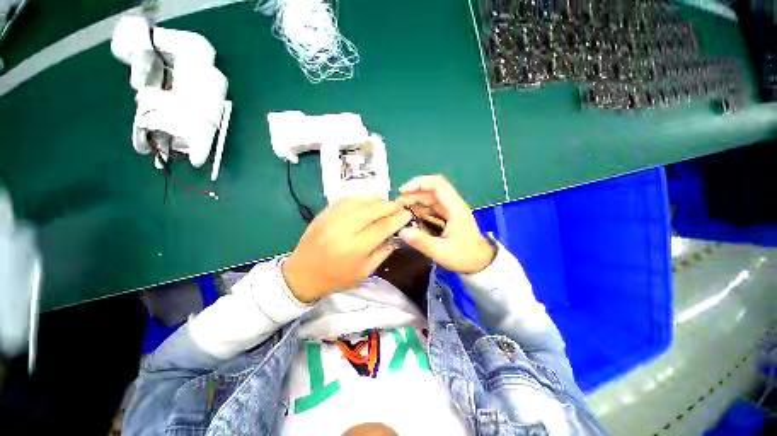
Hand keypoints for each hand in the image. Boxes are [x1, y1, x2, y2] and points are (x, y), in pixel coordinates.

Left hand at [283, 197, 411, 302]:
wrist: (302, 274)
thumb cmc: (336, 278)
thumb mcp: (364, 273)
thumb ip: (382, 253)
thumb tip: (395, 236)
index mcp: (354, 248)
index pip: (382, 227)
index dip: (397, 219)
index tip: (408, 214)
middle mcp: (343, 230)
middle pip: (371, 210)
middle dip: (389, 206)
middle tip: (399, 206)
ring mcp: (331, 219)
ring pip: (359, 201)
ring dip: (376, 200)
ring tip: (385, 203)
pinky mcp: (323, 213)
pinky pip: (345, 199)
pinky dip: (360, 198)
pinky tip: (367, 200)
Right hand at [398, 175, 494, 273]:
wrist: (481, 263)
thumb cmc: (465, 256)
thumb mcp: (442, 252)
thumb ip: (422, 242)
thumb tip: (402, 232)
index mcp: (455, 208)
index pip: (437, 184)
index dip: (419, 183)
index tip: (403, 191)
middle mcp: (452, 204)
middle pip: (431, 190)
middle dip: (412, 194)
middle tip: (397, 205)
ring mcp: (450, 210)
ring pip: (429, 198)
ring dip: (414, 201)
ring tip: (400, 211)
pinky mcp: (447, 216)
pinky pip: (430, 207)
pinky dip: (419, 209)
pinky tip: (410, 216)